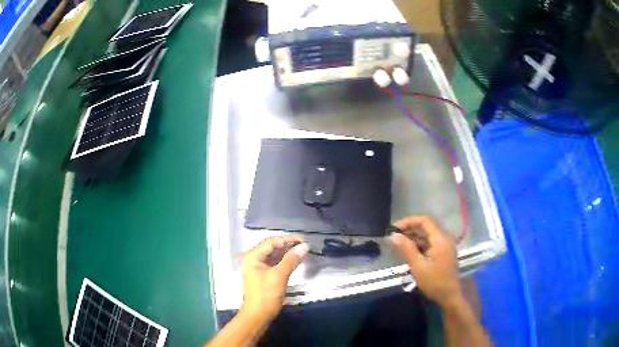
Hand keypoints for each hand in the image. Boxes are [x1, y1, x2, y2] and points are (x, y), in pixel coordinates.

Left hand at [240, 236, 308, 322]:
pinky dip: (284, 260)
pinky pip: (274, 262)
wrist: (258, 315)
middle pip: (272, 247)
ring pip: (274, 255)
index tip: (304, 240)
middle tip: (305, 245)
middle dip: (288, 245)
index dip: (288, 239)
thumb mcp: (279, 276)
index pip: (272, 242)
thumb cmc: (266, 295)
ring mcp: (258, 267)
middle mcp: (253, 258)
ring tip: (303, 250)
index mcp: (253, 256)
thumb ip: (291, 260)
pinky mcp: (263, 274)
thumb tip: (305, 246)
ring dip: (287, 252)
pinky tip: (295, 260)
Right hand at [390, 215, 461, 307]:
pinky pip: (429, 243)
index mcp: (440, 239)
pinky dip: (418, 244)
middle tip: (393, 236)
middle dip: (409, 229)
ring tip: (397, 243)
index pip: (424, 220)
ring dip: (412, 237)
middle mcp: (444, 238)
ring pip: (427, 235)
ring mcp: (444, 245)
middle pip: (425, 226)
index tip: (394, 228)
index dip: (408, 221)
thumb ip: (407, 249)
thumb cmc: (434, 281)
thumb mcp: (418, 266)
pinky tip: (407, 250)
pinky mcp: (442, 253)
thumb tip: (393, 235)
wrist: (450, 296)